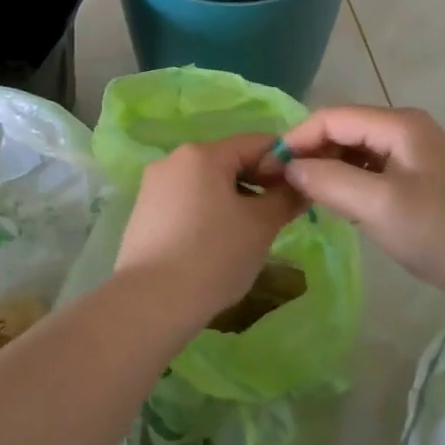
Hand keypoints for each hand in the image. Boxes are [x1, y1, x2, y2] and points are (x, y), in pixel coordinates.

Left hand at [114, 134, 306, 327]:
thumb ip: (285, 199)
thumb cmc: (213, 255)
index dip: (284, 162)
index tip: (301, 189)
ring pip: (207, 183)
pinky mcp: (144, 212)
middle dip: (258, 183)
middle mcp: (173, 160)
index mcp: (202, 153)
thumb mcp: (260, 226)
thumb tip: (300, 186)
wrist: (152, 301)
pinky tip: (217, 244)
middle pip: (228, 161)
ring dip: (234, 199)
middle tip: (280, 215)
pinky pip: (186, 202)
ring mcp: (154, 186)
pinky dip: (208, 213)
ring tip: (250, 234)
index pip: (255, 143)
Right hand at [275, 106, 444, 296]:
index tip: (267, 167)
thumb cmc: (438, 233)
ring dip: (327, 167)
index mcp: (399, 124)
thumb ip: (328, 180)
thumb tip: (287, 167)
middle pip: (343, 129)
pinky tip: (334, 201)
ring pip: (355, 149)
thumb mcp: (377, 205)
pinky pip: (370, 168)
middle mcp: (405, 128)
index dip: (297, 137)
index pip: (332, 117)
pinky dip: (347, 179)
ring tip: (300, 193)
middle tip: (279, 183)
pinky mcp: (417, 177)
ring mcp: (414, 153)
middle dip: (310, 151)